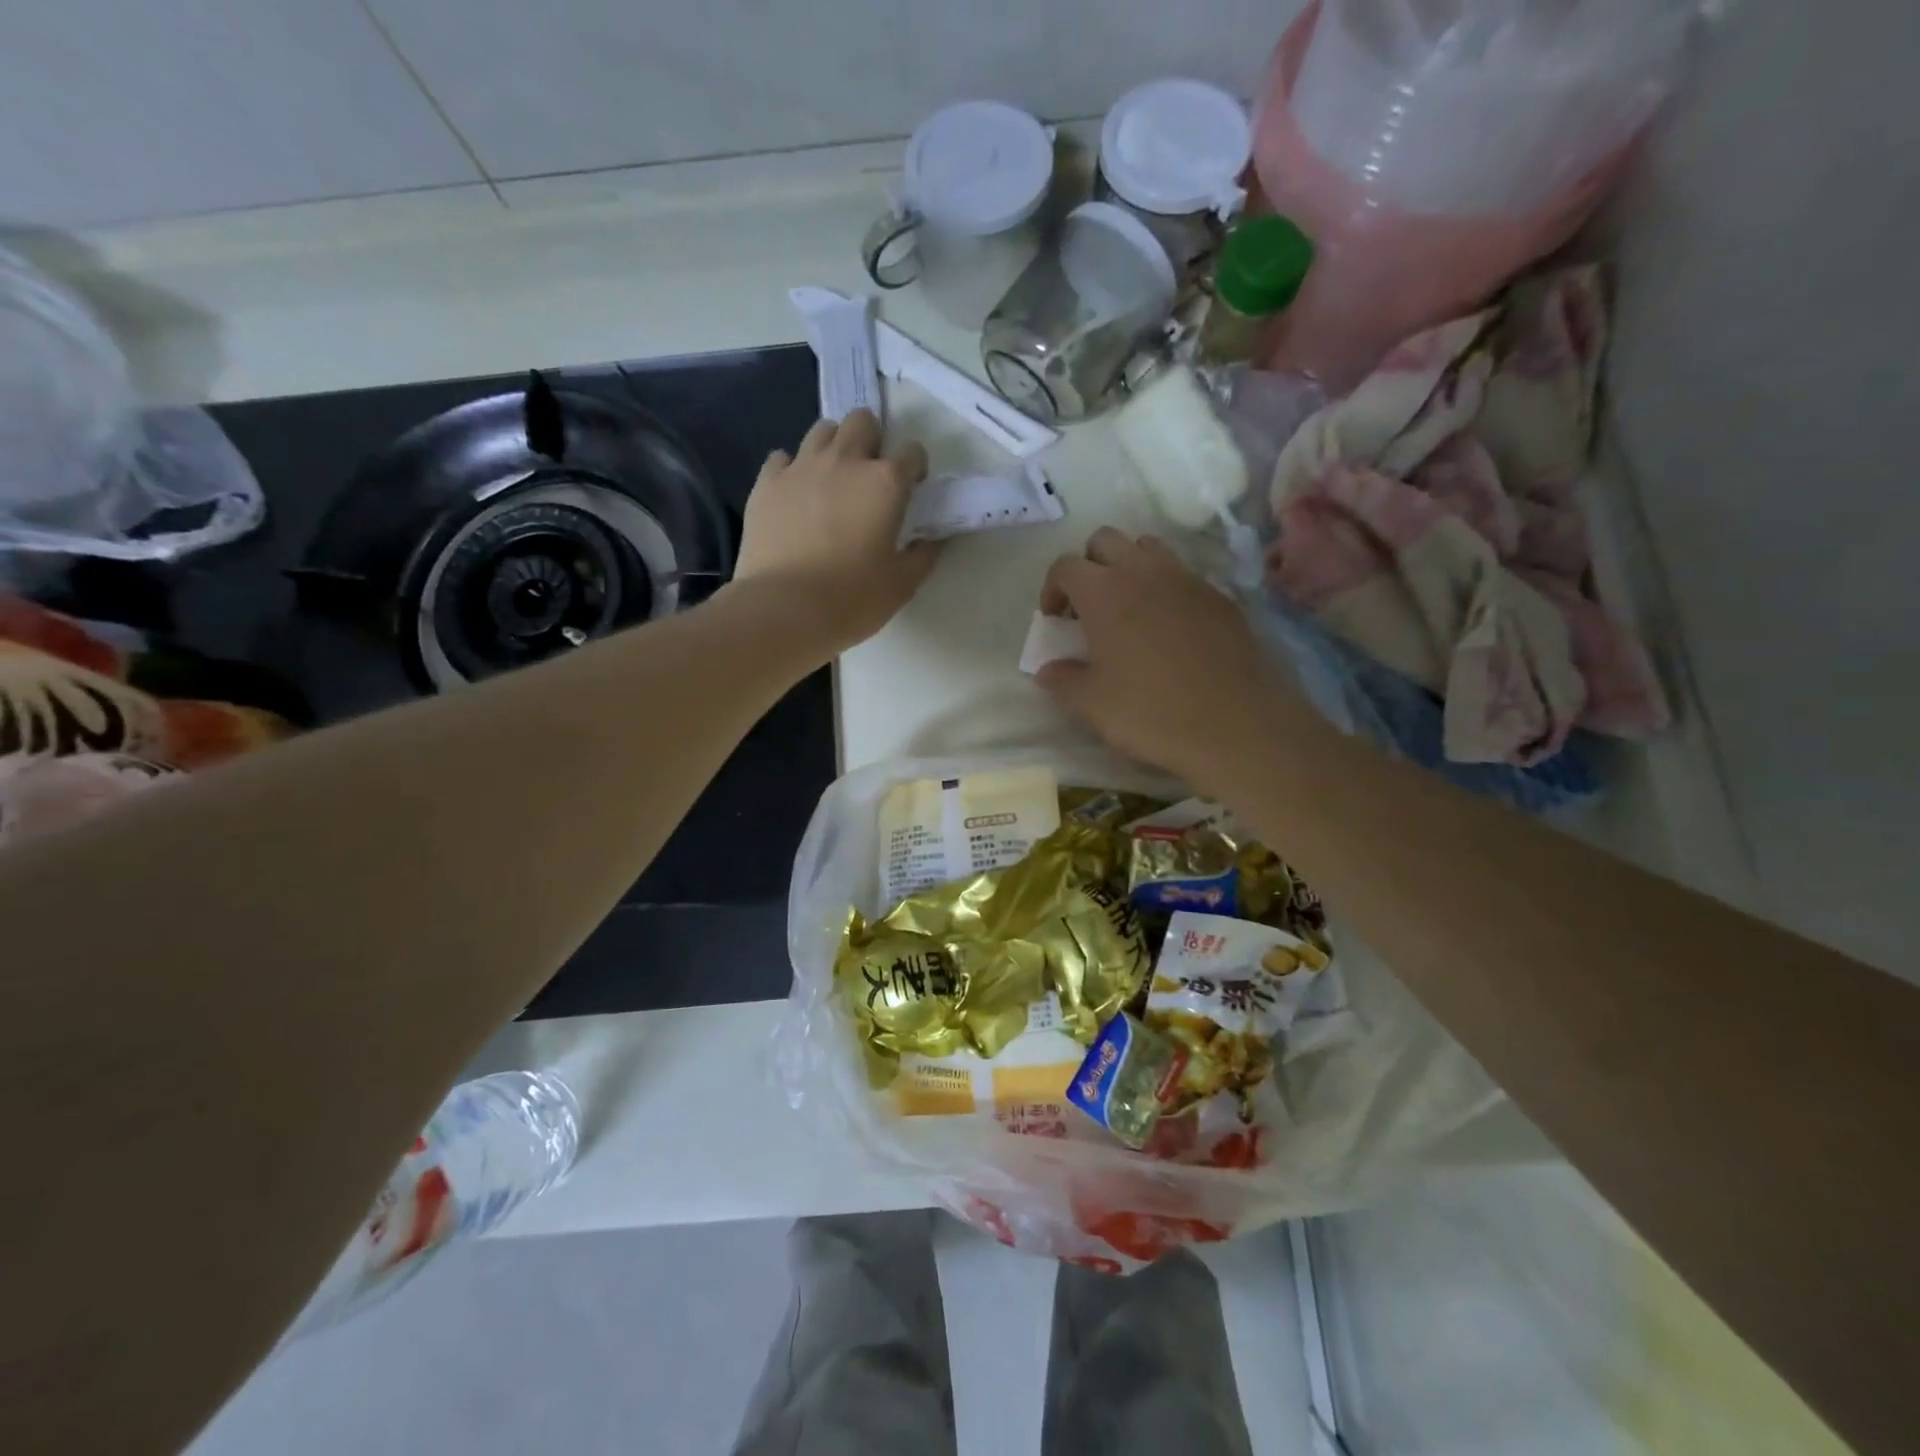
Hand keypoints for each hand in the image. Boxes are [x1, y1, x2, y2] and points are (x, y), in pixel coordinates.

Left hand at [731, 409, 937, 654]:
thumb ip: (922, 556)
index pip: (912, 452)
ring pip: (822, 430)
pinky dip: (793, 469)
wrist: (783, 609)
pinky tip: (796, 494)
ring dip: (834, 446)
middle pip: (863, 422)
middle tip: (871, 476)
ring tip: (833, 479)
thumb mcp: (901, 584)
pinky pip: (782, 458)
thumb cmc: (852, 598)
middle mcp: (844, 462)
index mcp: (885, 483)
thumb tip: (933, 540)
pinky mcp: (767, 483)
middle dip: (873, 440)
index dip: (916, 469)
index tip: (912, 489)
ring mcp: (801, 468)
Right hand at [1036, 528, 1293, 795]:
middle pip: (1106, 541)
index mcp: (1103, 592)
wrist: (1235, 724)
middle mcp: (1143, 572)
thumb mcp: (1092, 704)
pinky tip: (1169, 630)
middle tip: (1088, 607)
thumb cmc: (1150, 712)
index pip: (1064, 566)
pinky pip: (1184, 576)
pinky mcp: (1220, 597)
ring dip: (1130, 568)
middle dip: (1090, 565)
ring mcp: (1187, 580)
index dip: (1052, 588)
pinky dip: (1167, 589)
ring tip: (1129, 609)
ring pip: (1149, 549)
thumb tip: (1047, 670)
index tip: (1055, 620)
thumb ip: (1063, 680)